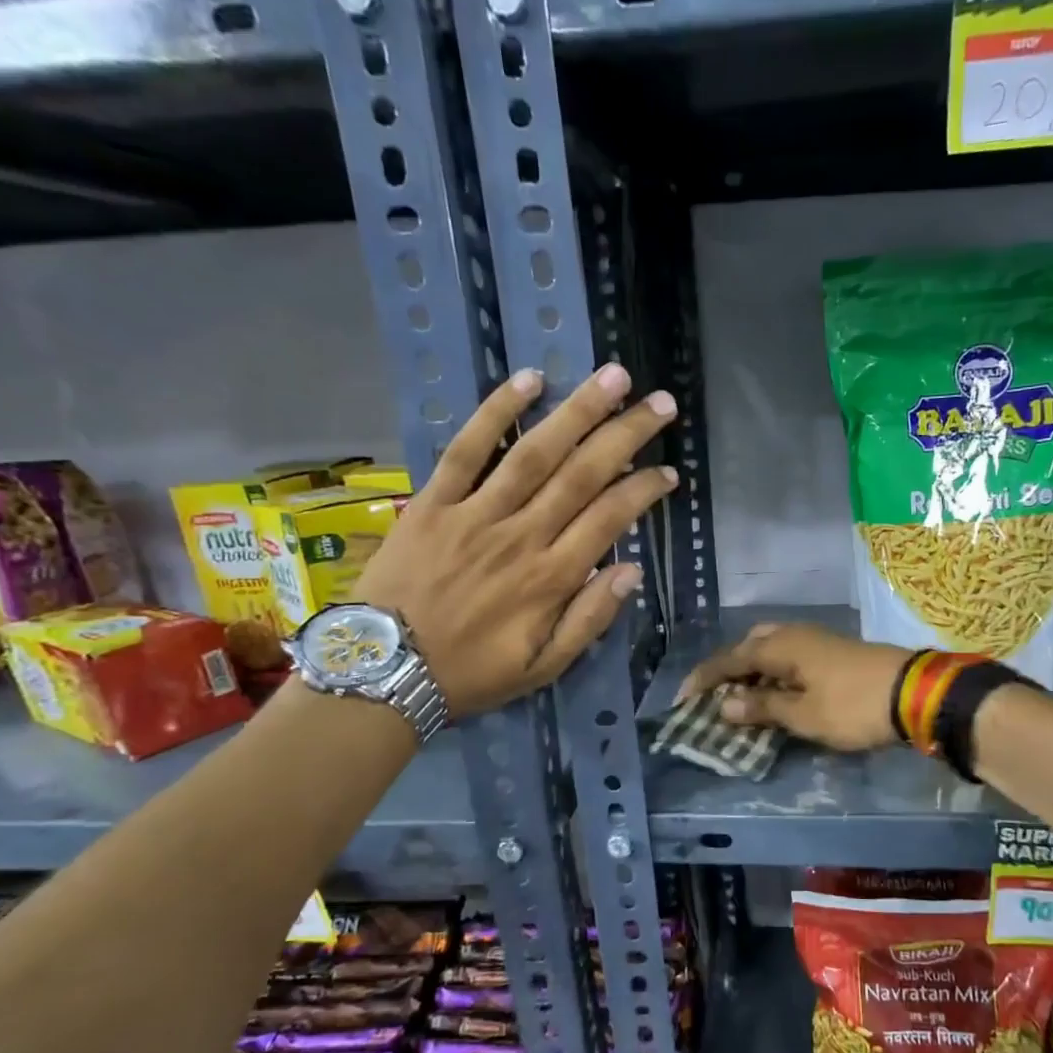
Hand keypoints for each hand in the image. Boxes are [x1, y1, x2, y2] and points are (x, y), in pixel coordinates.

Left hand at [354, 363, 676, 717]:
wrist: (383, 671)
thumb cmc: (471, 674)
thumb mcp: (543, 668)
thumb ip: (590, 620)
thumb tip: (631, 572)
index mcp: (551, 578)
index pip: (610, 518)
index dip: (644, 490)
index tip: (669, 472)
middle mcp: (521, 536)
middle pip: (582, 474)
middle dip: (626, 435)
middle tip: (661, 404)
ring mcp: (475, 513)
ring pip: (535, 452)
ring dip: (578, 411)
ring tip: (613, 378)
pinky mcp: (433, 502)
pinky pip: (467, 449)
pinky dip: (496, 411)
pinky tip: (528, 380)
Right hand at [676, 622, 911, 751]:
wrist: (915, 693)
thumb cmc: (851, 706)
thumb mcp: (803, 714)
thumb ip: (762, 708)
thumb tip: (724, 705)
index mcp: (780, 645)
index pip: (729, 659)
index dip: (704, 679)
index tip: (683, 698)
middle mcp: (794, 634)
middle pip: (750, 645)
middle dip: (730, 667)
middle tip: (717, 694)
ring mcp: (817, 639)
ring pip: (772, 648)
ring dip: (754, 669)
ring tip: (745, 696)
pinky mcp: (834, 650)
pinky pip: (791, 655)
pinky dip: (775, 671)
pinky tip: (779, 691)